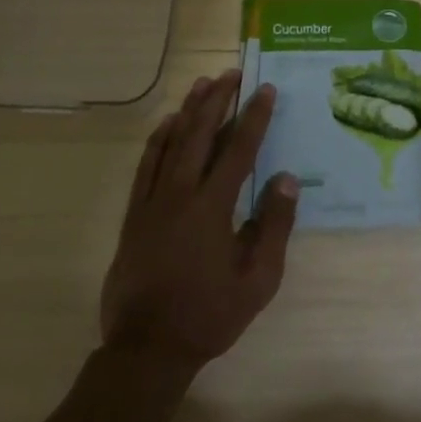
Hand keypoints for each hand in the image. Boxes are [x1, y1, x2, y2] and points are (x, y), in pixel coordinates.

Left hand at [99, 72, 298, 370]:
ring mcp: (152, 202)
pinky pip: (145, 165)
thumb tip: (286, 177)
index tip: (266, 90)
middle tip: (232, 73)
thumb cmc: (209, 315)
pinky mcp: (134, 214)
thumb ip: (273, 225)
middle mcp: (180, 194)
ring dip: (189, 110)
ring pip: (171, 143)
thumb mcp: (258, 279)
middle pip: (201, 135)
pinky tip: (167, 124)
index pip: (238, 150)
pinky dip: (158, 139)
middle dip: (218, 100)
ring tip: (202, 84)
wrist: (147, 349)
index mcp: (213, 207)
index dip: (254, 117)